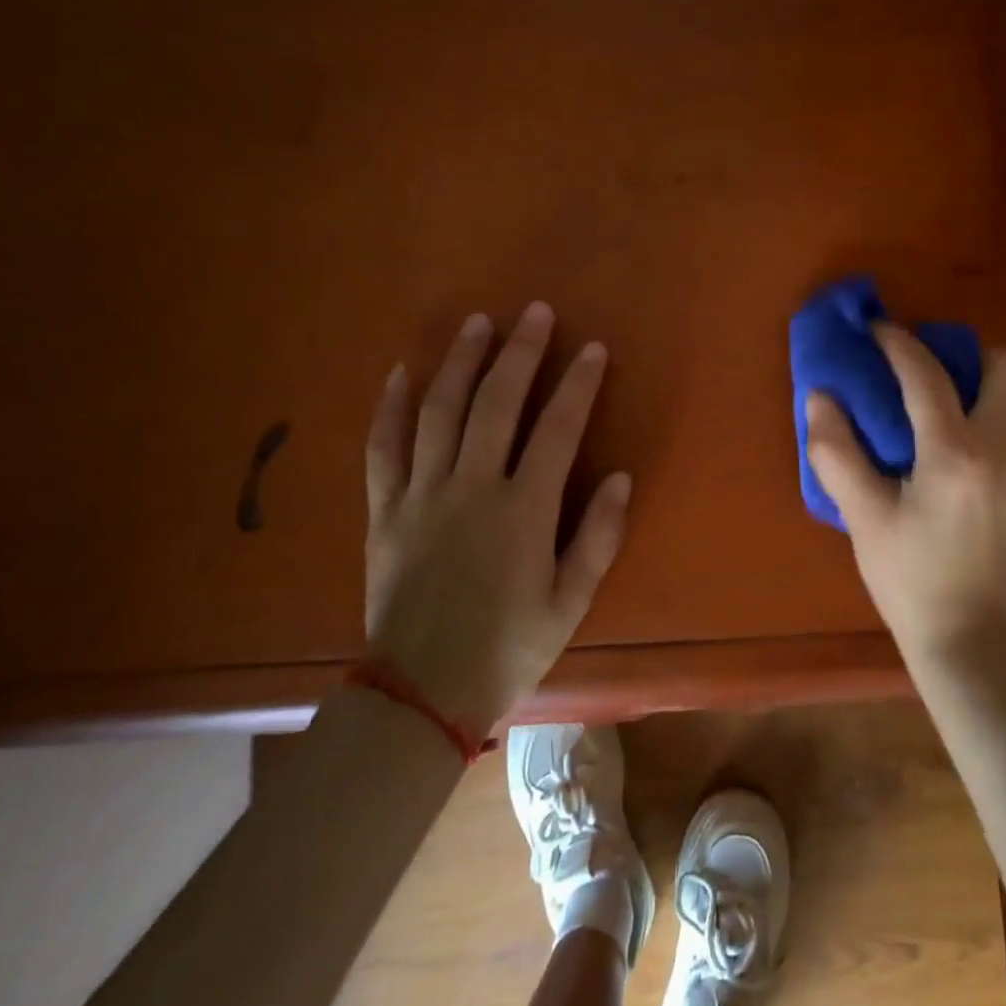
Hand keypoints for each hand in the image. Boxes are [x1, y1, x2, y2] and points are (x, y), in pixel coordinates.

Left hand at [363, 302, 630, 732]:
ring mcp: (422, 495)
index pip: (557, 429)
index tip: (592, 349)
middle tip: (535, 313)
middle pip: (495, 403)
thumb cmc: (508, 648)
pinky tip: (401, 373)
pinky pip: (383, 447)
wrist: (422, 692)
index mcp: (523, 511)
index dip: (577, 384)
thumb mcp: (570, 602)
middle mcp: (471, 489)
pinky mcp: (385, 510)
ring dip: (459, 361)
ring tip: (477, 323)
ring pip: (439, 411)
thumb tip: (622, 478)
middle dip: (519, 353)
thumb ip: (598, 537)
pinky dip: (391, 407)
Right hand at [806, 324, 1005, 656]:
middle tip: (933, 374)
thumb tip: (820, 397)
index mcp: (953, 454)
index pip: (927, 375)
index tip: (878, 330)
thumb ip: (837, 452)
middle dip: (967, 354)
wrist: (970, 634)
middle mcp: (1005, 448)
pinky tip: (998, 433)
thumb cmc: (909, 577)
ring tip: (971, 399)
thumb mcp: (863, 517)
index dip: (898, 343)